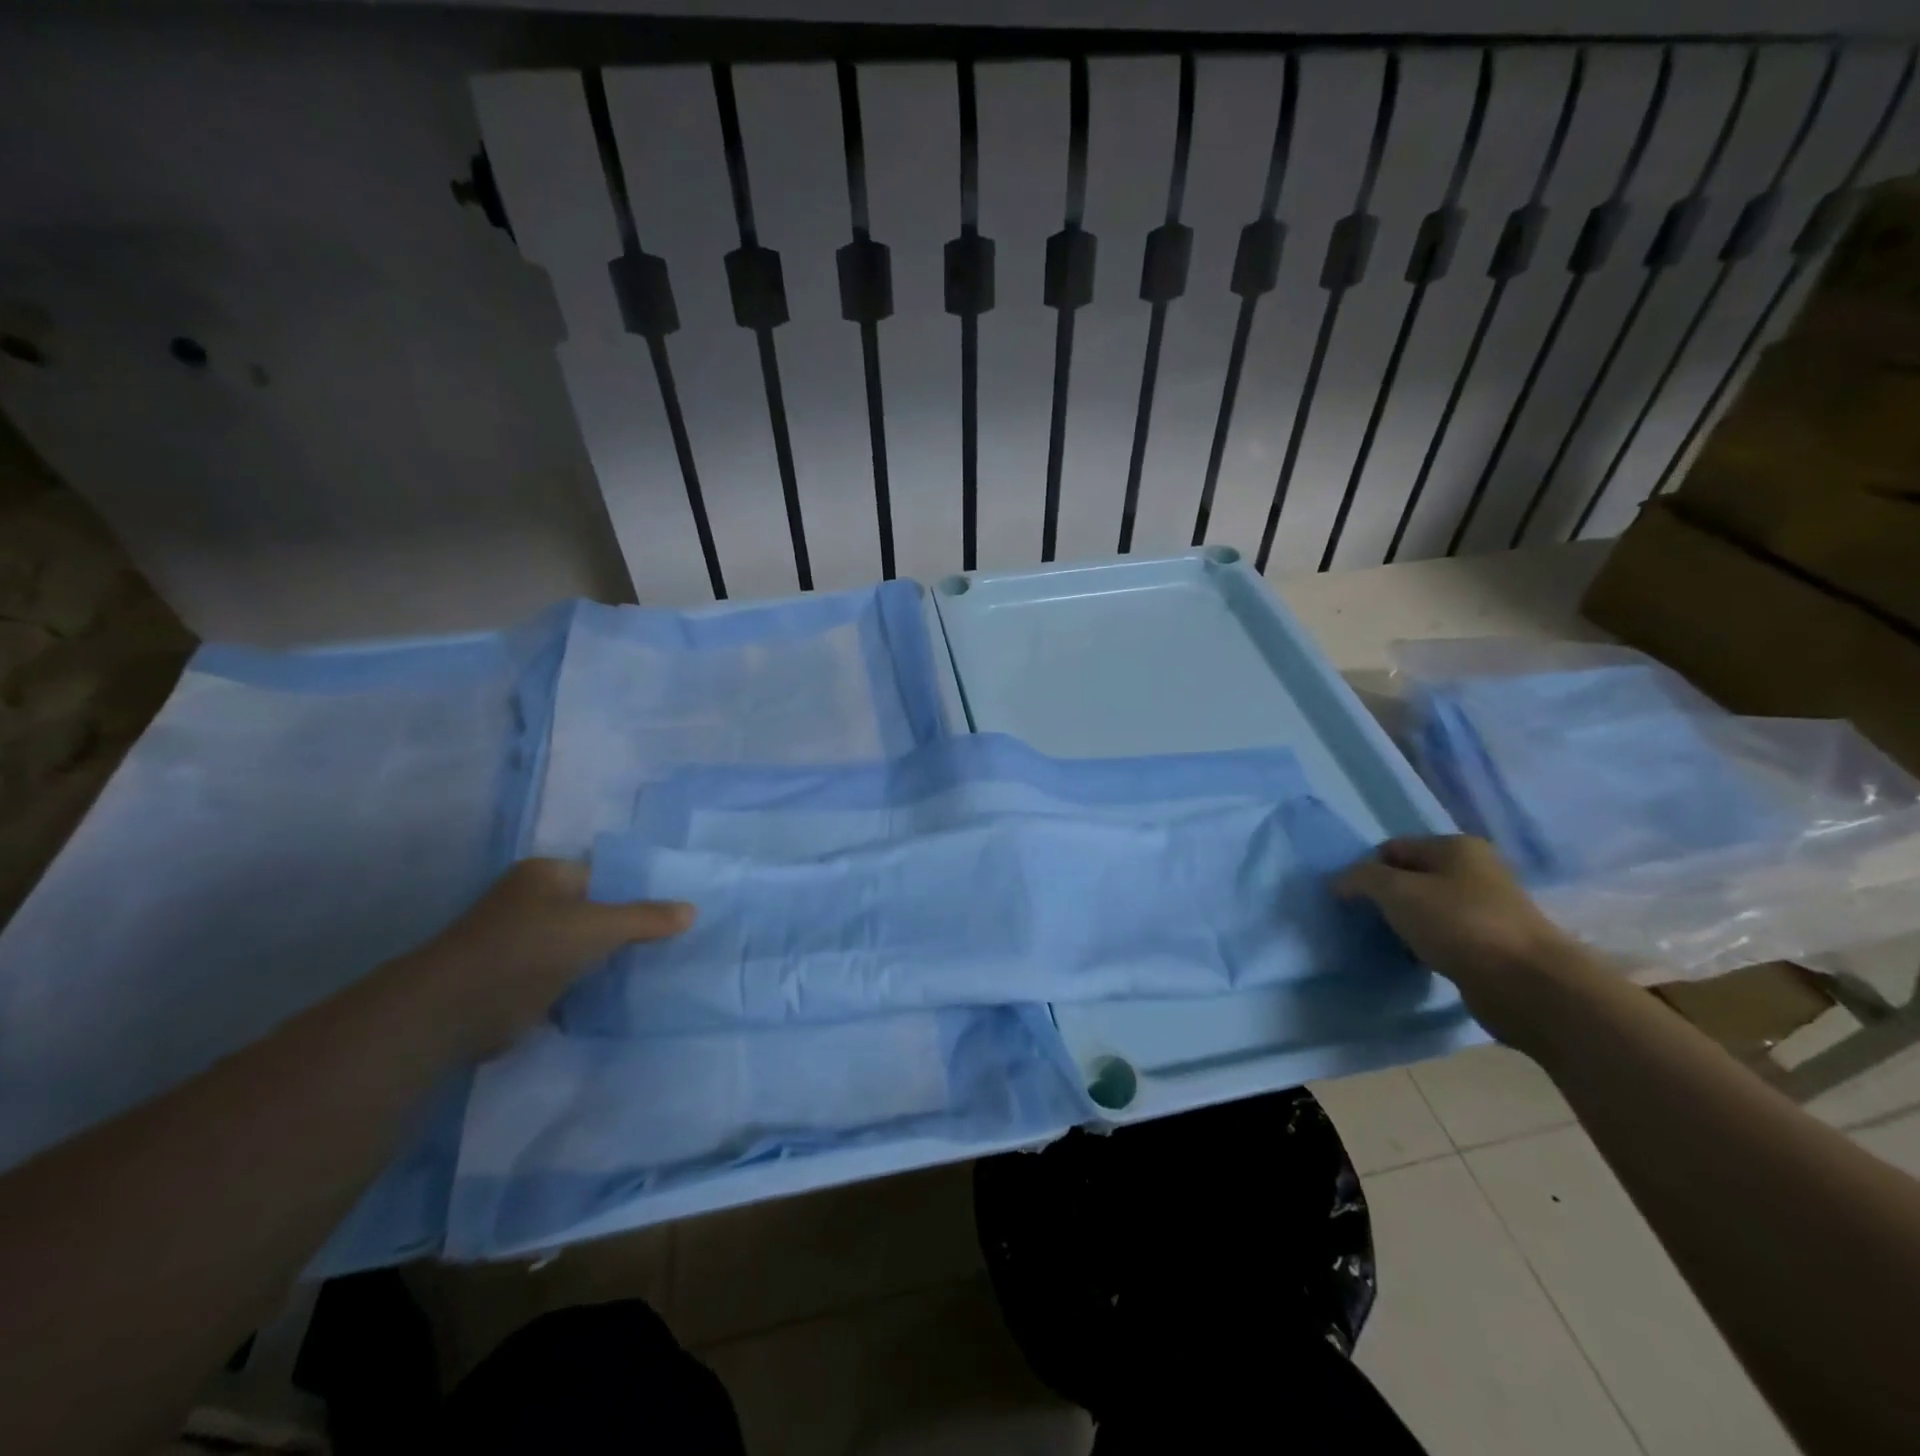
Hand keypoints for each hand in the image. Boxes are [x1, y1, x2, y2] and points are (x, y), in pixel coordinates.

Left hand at [399, 859, 694, 1052]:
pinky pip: (570, 974)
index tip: (676, 909)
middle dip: (630, 926)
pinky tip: (625, 990)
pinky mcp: (520, 980)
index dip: (641, 890)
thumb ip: (646, 918)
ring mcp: (524, 942)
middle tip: (676, 939)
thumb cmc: (528, 949)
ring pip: (584, 944)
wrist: (454, 1011)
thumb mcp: (598, 927)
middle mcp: (533, 901)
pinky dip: (591, 983)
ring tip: (661, 964)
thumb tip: (692, 910)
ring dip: (611, 957)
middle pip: (597, 910)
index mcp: (546, 874)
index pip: (606, 874)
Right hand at [1335, 835, 1595, 1046]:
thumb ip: (1361, 878)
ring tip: (1388, 943)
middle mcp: (1475, 870)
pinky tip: (1415, 960)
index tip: (1350, 900)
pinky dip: (1425, 945)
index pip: (1392, 848)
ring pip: (1427, 909)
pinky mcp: (1493, 944)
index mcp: (1456, 847)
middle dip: (1384, 898)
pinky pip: (1444, 936)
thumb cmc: (1459, 925)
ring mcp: (1487, 908)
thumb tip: (1338, 882)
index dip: (1366, 870)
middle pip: (1410, 877)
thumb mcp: (1397, 891)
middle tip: (1365, 922)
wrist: (1529, 985)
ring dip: (1404, 924)